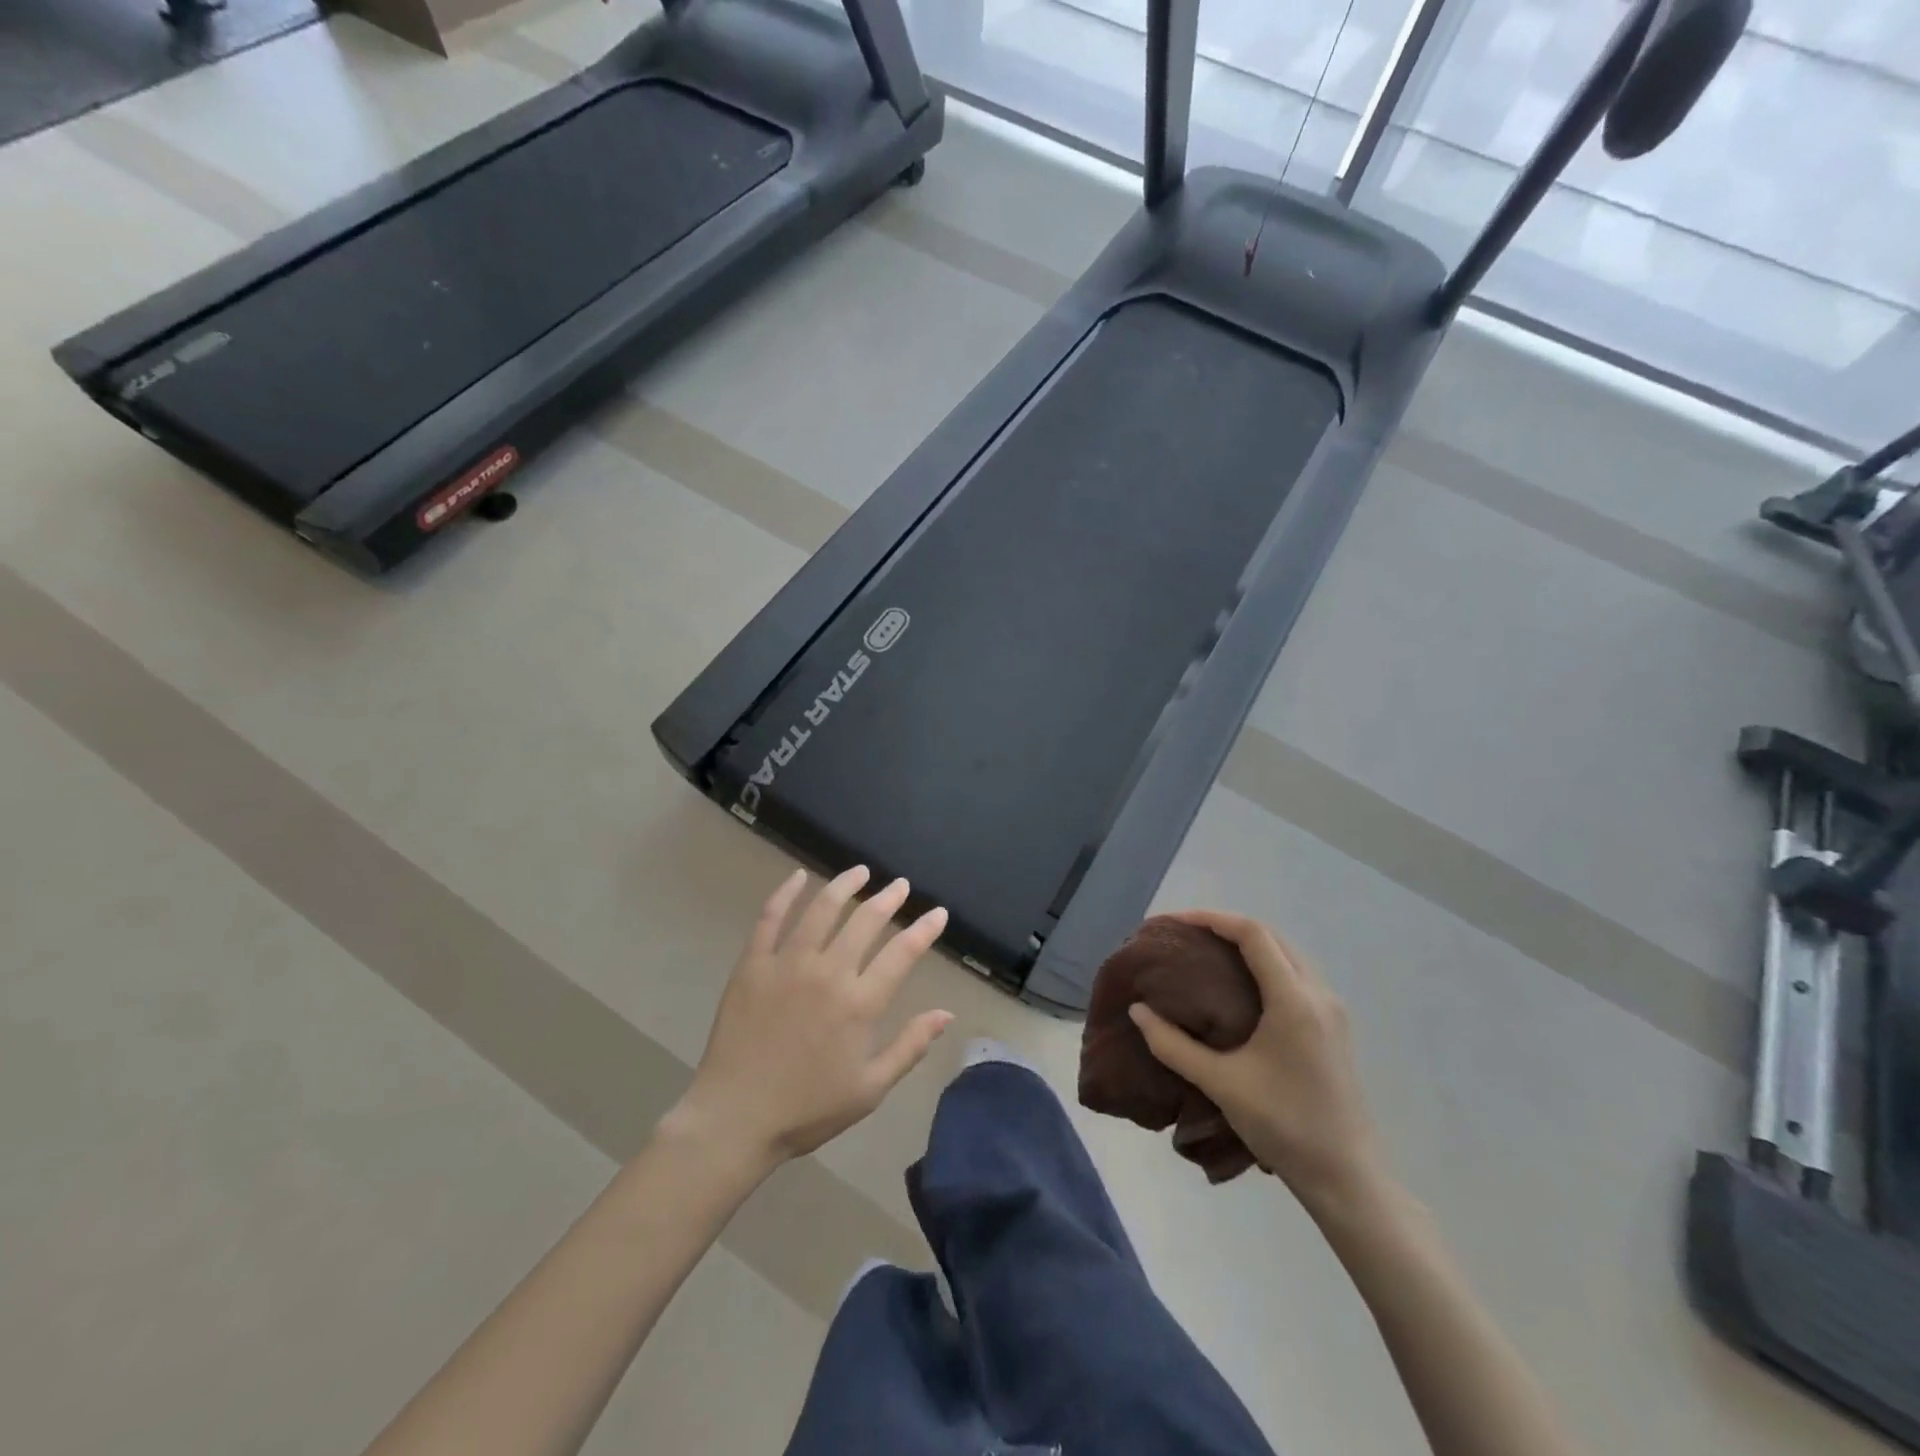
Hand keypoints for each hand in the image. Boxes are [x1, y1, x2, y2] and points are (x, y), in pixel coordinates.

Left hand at [668, 867, 952, 1170]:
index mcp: (860, 1003)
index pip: (902, 953)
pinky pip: (770, 918)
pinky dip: (785, 893)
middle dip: (888, 899)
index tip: (938, 913)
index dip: (924, 929)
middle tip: (900, 885)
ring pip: (822, 909)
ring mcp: (788, 963)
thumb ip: (910, 1046)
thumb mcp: (870, 1088)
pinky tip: (798, 877)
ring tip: (860, 871)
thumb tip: (945, 1013)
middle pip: (865, 921)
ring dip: (845, 885)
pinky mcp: (753, 964)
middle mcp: (829, 973)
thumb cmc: (808, 1108)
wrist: (736, 1117)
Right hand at [1129, 910, 1383, 1211]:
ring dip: (1248, 944)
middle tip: (1185, 935)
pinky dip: (1264, 965)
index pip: (1253, 934)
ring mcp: (1332, 1010)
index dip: (1211, 918)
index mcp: (1294, 1000)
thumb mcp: (1221, 1084)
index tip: (1174, 922)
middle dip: (1226, 926)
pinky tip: (1239, 985)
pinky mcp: (1334, 1027)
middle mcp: (1319, 994)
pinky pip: (1296, 975)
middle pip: (1272, 937)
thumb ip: (1173, 1045)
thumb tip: (1137, 1010)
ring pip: (1287, 955)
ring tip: (1206, 952)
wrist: (1348, 1178)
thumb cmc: (1284, 1125)